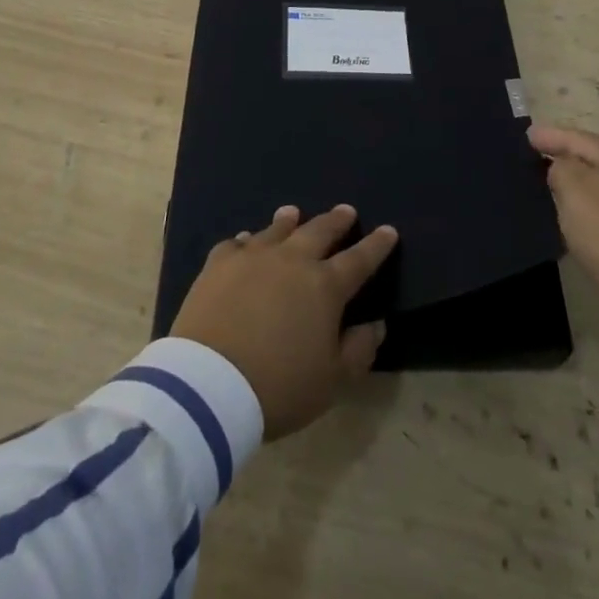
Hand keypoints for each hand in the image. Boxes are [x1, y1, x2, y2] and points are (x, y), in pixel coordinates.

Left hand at [171, 205, 398, 439]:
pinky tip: (244, 241)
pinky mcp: (218, 264)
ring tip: (294, 212)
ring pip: (276, 229)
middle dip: (336, 221)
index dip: (377, 245)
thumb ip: (358, 351)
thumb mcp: (331, 382)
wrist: (209, 385)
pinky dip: (245, 241)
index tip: (389, 230)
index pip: (360, 260)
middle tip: (346, 211)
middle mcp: (292, 260)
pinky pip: (235, 244)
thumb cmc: (279, 387)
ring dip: (290, 220)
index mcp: (325, 287)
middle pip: (319, 231)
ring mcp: (253, 257)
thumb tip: (375, 324)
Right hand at [532, 125, 598, 341]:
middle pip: (596, 159)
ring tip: (552, 184)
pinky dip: (589, 206)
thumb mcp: (574, 189)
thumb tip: (563, 168)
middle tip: (539, 155)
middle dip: (567, 156)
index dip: (552, 135)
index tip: (527, 135)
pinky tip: (576, 215)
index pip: (580, 138)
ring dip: (578, 183)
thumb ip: (561, 167)